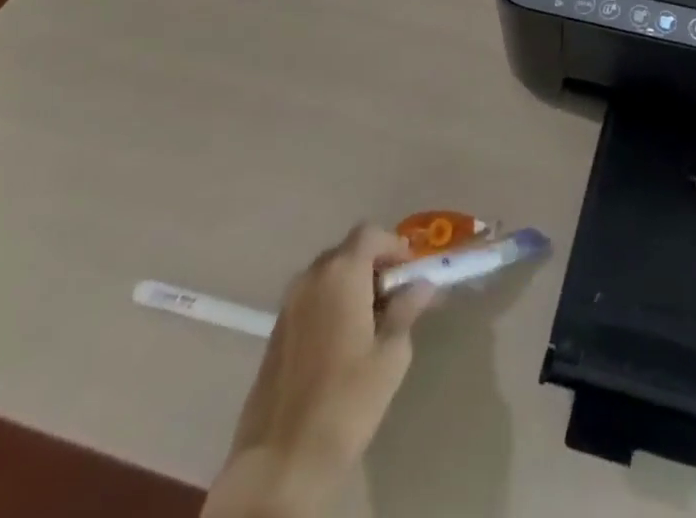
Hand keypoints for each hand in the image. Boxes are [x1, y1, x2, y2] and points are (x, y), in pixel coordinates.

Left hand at [204, 225, 432, 517]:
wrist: (280, 462)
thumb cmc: (346, 400)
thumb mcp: (391, 355)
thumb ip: (406, 310)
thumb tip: (421, 285)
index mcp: (341, 272)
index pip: (371, 234)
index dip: (395, 246)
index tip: (412, 273)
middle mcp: (310, 278)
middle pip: (348, 252)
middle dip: (374, 266)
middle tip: (396, 298)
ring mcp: (287, 306)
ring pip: (327, 277)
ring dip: (351, 286)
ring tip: (371, 323)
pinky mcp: (274, 334)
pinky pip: (310, 301)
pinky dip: (330, 306)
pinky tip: (342, 344)